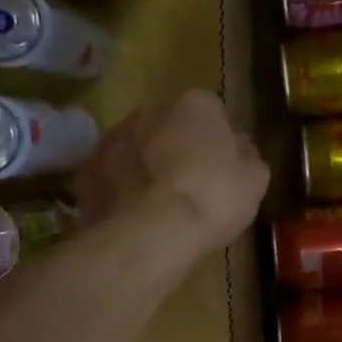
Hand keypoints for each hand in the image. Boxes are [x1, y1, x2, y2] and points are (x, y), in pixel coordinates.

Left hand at [74, 90, 268, 264]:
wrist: (151, 235)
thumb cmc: (213, 199)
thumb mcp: (255, 179)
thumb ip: (247, 155)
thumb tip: (238, 147)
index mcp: (196, 106)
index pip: (212, 111)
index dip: (217, 139)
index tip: (222, 166)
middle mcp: (150, 112)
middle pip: (168, 126)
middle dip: (176, 147)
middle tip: (190, 184)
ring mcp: (113, 139)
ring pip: (135, 148)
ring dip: (144, 166)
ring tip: (158, 204)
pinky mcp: (86, 173)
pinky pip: (109, 177)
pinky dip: (118, 190)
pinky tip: (132, 216)